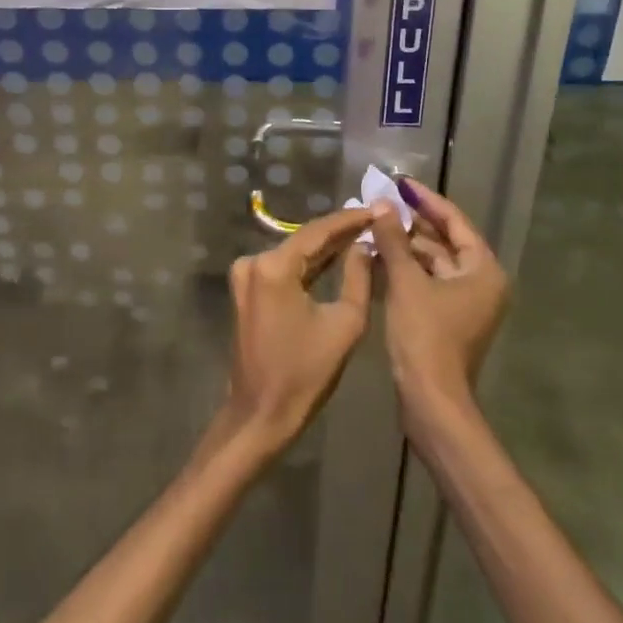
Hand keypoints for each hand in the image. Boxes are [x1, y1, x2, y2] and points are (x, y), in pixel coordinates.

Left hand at [218, 207, 374, 458]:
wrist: (260, 414)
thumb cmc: (305, 373)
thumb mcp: (345, 324)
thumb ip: (358, 277)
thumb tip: (363, 245)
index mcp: (274, 266)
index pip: (318, 231)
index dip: (350, 219)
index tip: (377, 209)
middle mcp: (254, 261)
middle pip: (304, 240)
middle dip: (339, 232)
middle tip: (374, 221)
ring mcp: (245, 276)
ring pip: (294, 253)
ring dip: (325, 248)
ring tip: (362, 235)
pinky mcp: (246, 291)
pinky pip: (283, 269)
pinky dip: (308, 265)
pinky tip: (335, 258)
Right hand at [363, 179, 507, 436]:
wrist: (431, 401)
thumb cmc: (425, 336)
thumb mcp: (406, 282)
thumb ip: (394, 240)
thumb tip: (382, 205)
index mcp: (483, 269)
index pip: (454, 221)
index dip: (425, 200)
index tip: (400, 182)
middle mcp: (480, 282)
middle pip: (444, 241)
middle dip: (411, 224)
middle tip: (380, 203)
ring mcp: (465, 303)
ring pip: (432, 263)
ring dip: (404, 247)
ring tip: (372, 228)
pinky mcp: (447, 319)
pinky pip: (426, 282)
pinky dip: (405, 270)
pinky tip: (377, 257)